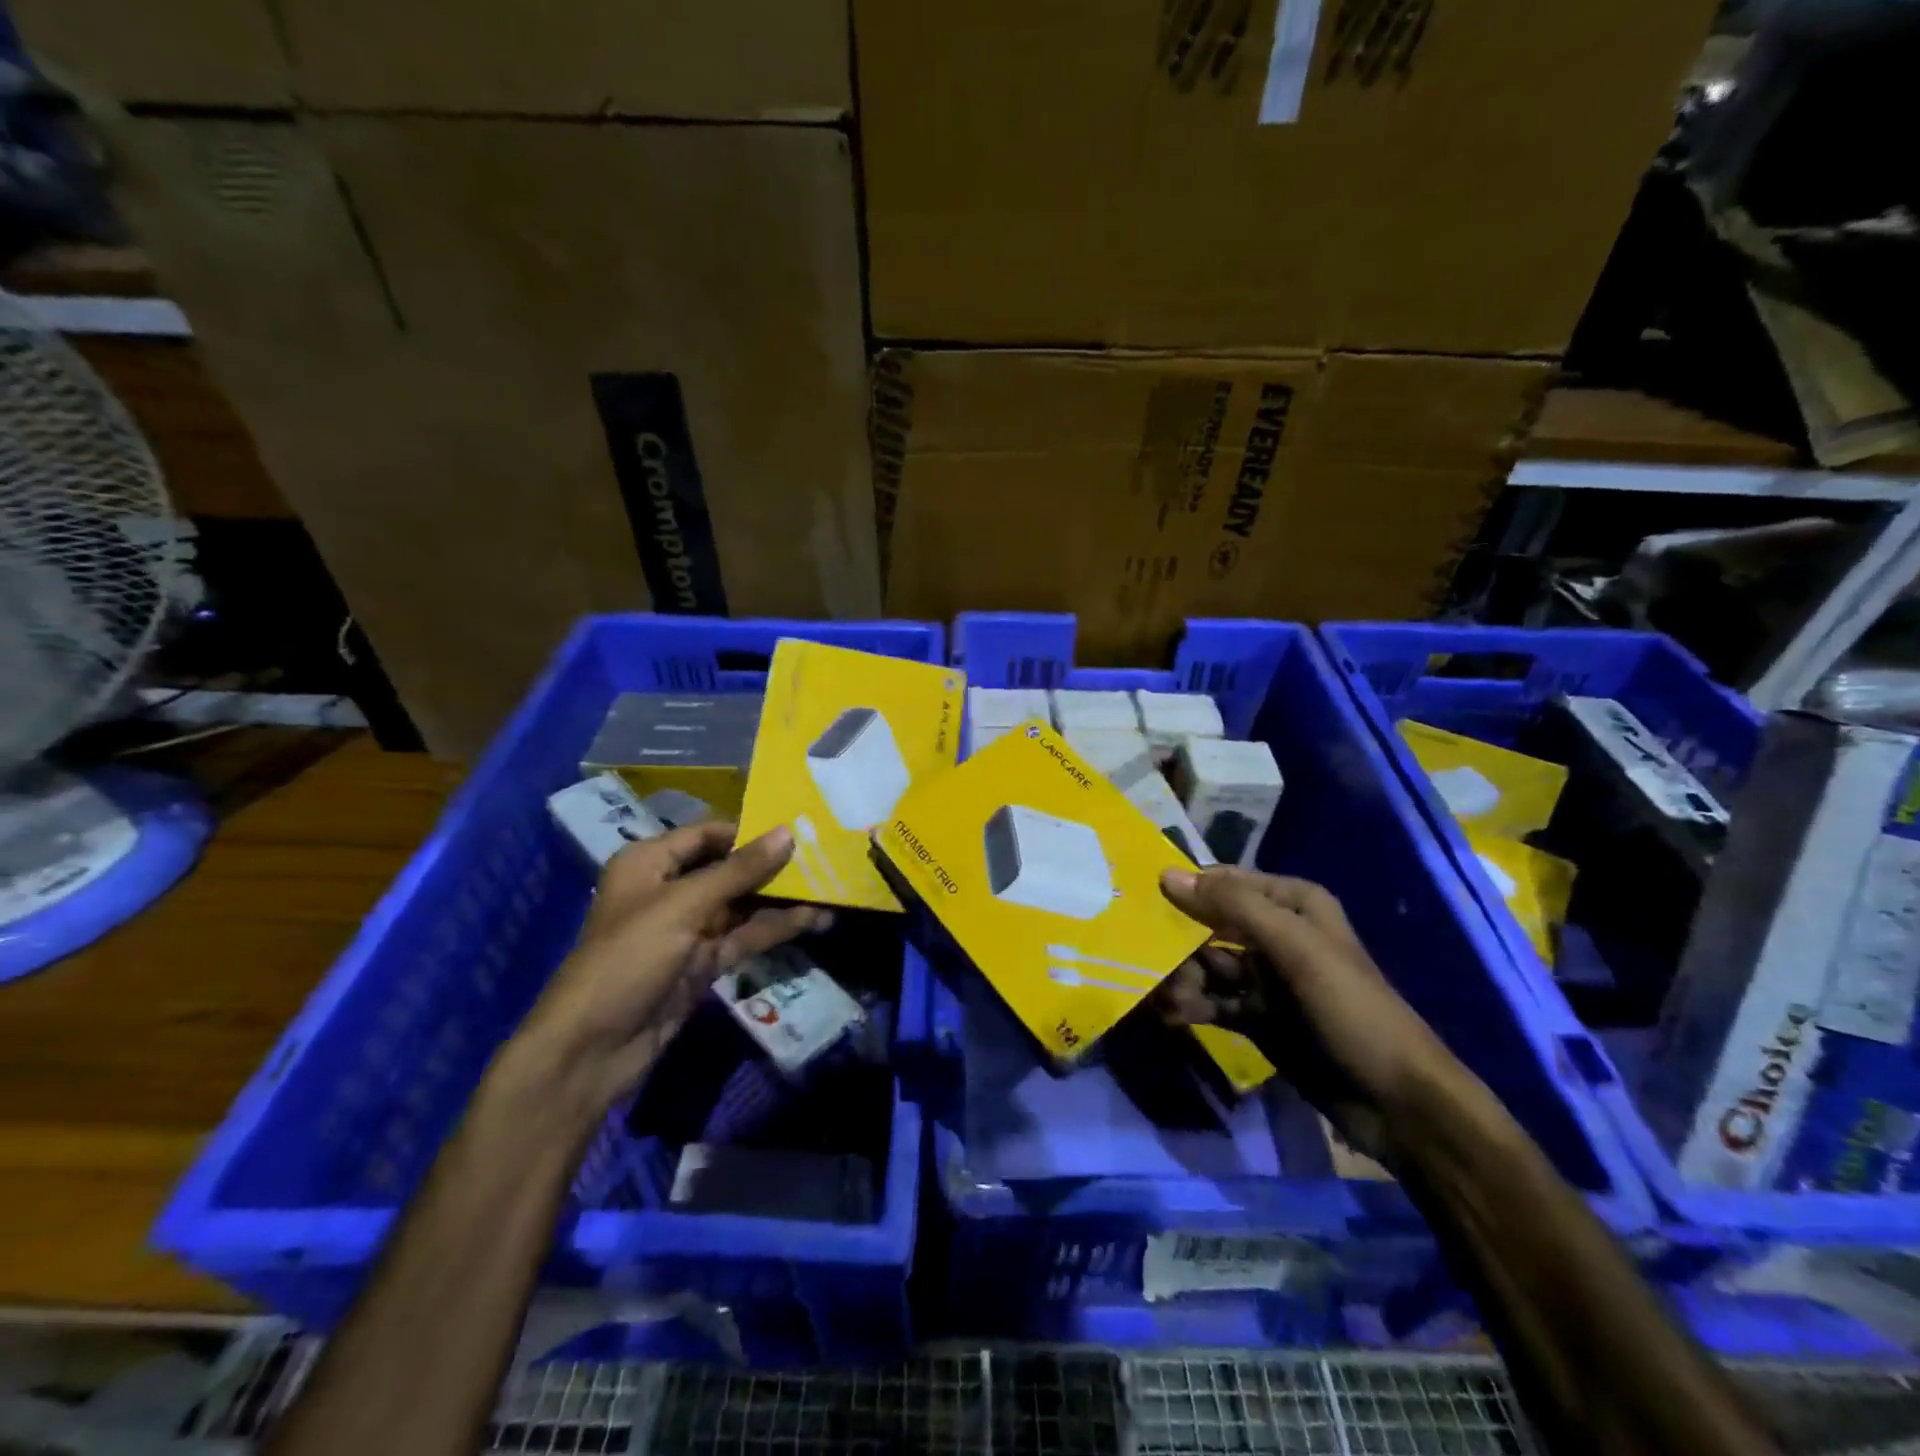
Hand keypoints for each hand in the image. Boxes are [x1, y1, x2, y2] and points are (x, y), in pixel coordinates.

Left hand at [511, 823, 828, 1122]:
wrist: (592, 1049)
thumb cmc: (628, 959)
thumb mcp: (683, 907)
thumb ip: (739, 870)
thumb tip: (788, 833)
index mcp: (651, 863)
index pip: (709, 834)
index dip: (751, 831)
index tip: (798, 829)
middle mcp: (671, 889)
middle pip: (730, 868)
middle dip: (774, 865)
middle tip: (824, 856)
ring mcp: (690, 928)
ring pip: (743, 904)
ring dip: (782, 898)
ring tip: (831, 888)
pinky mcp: (705, 961)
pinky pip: (746, 936)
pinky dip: (777, 928)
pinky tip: (815, 920)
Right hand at [1158, 866, 1467, 1160]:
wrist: (1398, 1104)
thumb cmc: (1352, 1009)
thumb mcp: (1297, 948)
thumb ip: (1233, 906)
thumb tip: (1167, 874)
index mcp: (1292, 903)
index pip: (1224, 881)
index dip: (1185, 889)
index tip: (1141, 901)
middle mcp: (1275, 933)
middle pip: (1209, 924)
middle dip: (1178, 942)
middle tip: (1150, 962)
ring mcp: (1264, 977)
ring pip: (1206, 965)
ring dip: (1182, 978)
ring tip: (1164, 998)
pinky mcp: (1256, 1016)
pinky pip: (1213, 1000)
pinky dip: (1192, 1006)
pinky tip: (1171, 1015)